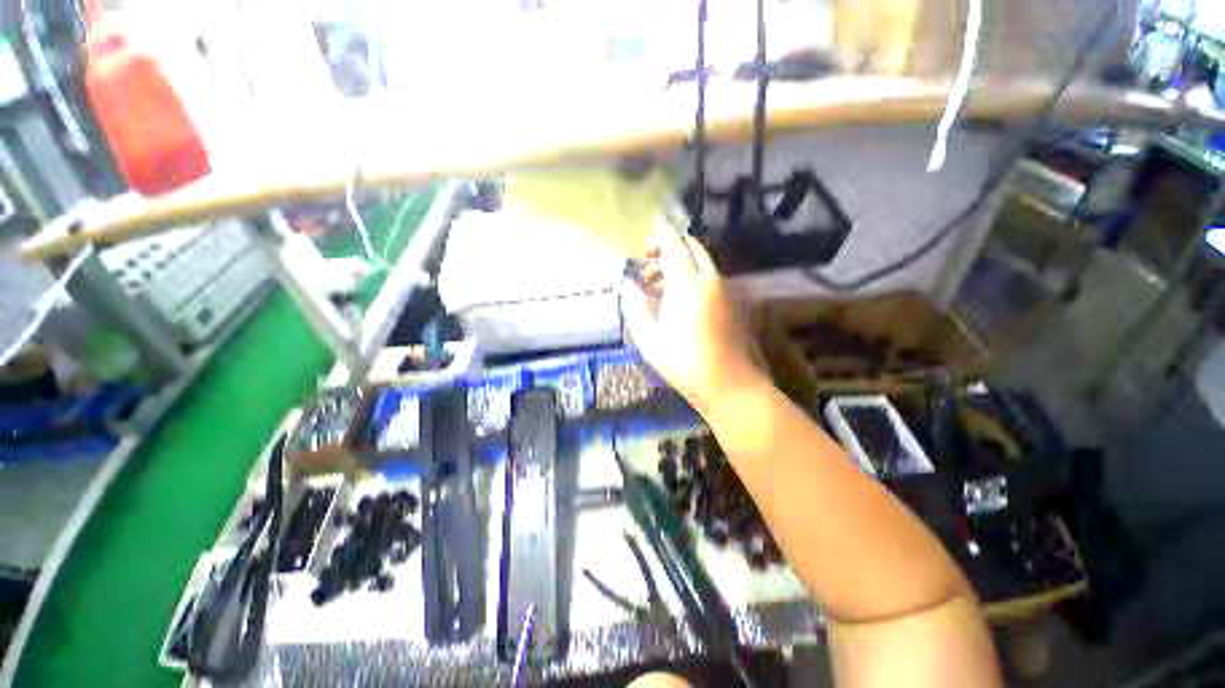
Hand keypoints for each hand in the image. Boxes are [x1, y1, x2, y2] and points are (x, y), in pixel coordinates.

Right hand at [621, 218, 762, 414]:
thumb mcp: (649, 338)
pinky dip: (691, 275)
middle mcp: (709, 281)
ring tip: (655, 281)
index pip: (674, 246)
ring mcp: (724, 291)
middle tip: (647, 259)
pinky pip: (708, 277)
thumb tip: (628, 284)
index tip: (653, 219)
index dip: (661, 231)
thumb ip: (635, 306)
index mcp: (687, 285)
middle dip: (669, 246)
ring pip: (700, 262)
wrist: (730, 385)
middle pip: (691, 248)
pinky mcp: (730, 303)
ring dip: (679, 262)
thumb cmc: (684, 363)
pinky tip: (676, 296)